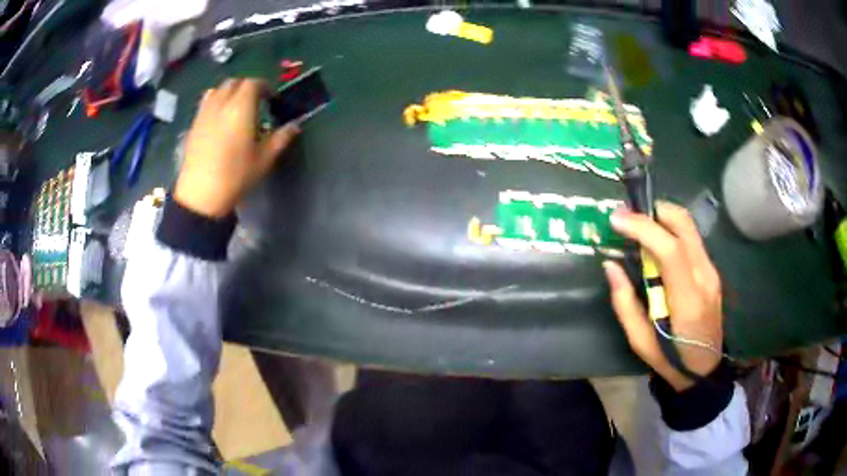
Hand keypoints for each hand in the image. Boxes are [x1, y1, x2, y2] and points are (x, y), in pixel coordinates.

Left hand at [174, 78, 299, 217]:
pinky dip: (215, 102)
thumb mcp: (264, 159)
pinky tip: (219, 119)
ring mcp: (204, 113)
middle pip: (234, 82)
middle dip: (247, 87)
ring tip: (235, 108)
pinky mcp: (194, 124)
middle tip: (255, 102)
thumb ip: (281, 138)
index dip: (264, 87)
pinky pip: (206, 103)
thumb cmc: (236, 176)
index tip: (271, 100)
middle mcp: (221, 103)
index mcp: (241, 108)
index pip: (253, 83)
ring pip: (218, 90)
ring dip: (229, 92)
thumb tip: (294, 126)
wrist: (201, 195)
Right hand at [604, 201, 722, 390]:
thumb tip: (610, 265)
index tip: (616, 219)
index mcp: (688, 302)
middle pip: (684, 225)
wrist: (705, 370)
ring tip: (638, 225)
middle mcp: (705, 278)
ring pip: (689, 225)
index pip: (671, 251)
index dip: (643, 228)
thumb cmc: (671, 361)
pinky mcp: (712, 269)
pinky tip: (656, 242)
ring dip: (662, 217)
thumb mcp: (640, 342)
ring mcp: (712, 271)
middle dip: (654, 211)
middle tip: (627, 216)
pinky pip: (691, 237)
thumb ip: (625, 303)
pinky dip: (671, 229)